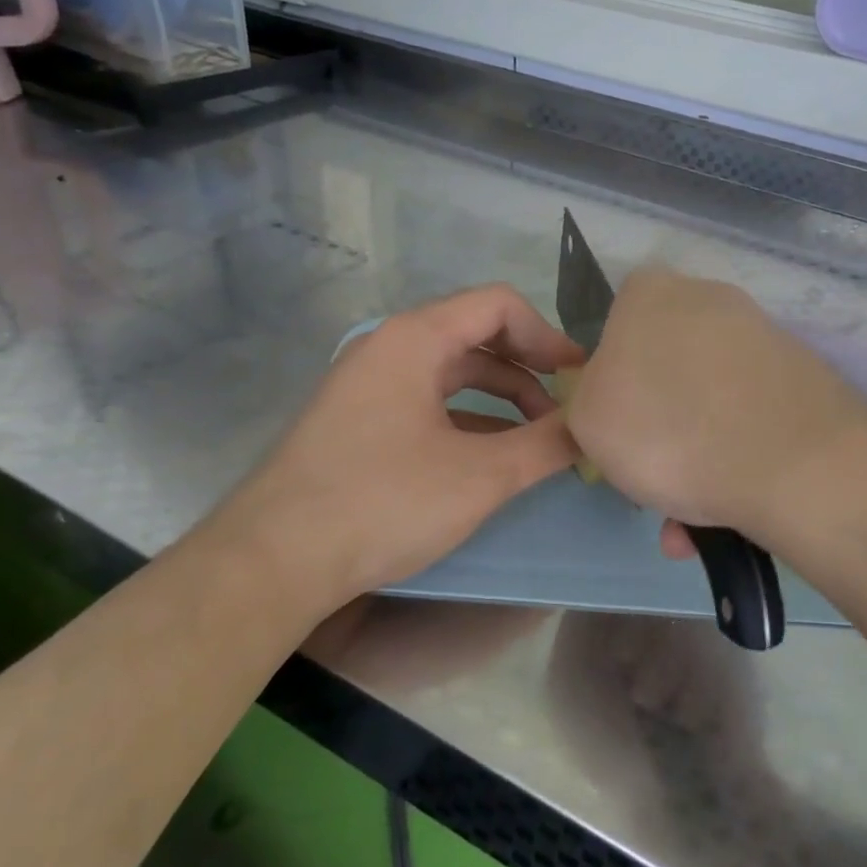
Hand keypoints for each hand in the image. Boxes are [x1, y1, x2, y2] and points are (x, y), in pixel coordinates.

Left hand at [212, 284, 582, 611]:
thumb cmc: (382, 502)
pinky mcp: (358, 423)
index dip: (548, 336)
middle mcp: (388, 349)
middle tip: (567, 408)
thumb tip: (592, 428)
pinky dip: (468, 419)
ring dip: (501, 397)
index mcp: (414, 339)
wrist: (274, 561)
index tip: (580, 379)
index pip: (498, 305)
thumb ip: (546, 445)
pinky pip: (427, 403)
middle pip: (475, 336)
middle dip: (529, 369)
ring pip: (451, 374)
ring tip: (538, 437)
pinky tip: (490, 456)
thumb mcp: (480, 475)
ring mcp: (368, 386)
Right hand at [564, 269, 866, 545]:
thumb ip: (586, 399)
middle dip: (657, 428)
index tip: (616, 429)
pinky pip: (751, 420)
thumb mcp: (587, 419)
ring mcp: (763, 337)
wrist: (792, 465)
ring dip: (694, 460)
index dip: (610, 383)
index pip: (614, 327)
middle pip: (665, 369)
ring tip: (690, 523)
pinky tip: (730, 516)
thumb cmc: (666, 430)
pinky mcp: (804, 377)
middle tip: (651, 481)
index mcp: (650, 292)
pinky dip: (736, 462)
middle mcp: (710, 299)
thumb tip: (615, 400)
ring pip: (710, 404)